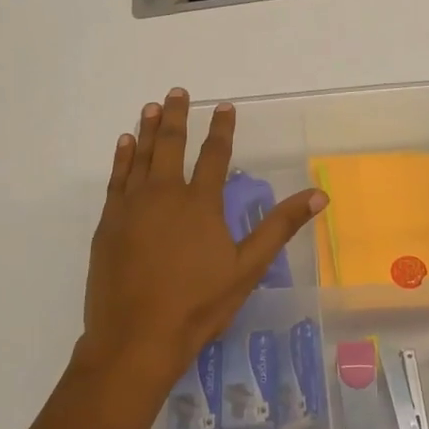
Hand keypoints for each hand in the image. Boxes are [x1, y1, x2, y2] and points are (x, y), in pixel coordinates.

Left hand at [77, 88, 326, 389]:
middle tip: (178, 92)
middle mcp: (165, 195)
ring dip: (149, 129)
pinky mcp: (109, 223)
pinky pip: (117, 179)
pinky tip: (125, 143)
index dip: (222, 129)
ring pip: (141, 156)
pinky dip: (122, 157)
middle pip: (172, 145)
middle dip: (178, 116)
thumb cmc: (198, 305)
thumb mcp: (248, 268)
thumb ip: (280, 227)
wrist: (137, 337)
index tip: (225, 106)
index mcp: (200, 204)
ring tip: (153, 107)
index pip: (215, 156)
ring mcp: (132, 207)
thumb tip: (319, 194)